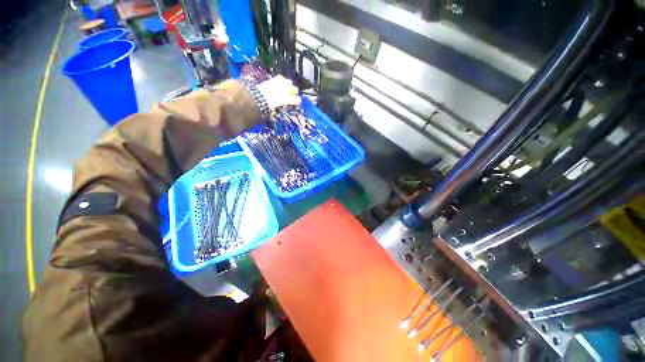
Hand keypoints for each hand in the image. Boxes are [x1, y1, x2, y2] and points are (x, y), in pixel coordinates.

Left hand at [256, 75, 300, 109]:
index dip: (297, 102)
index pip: (298, 100)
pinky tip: (279, 84)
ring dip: (289, 86)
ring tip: (285, 89)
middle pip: (295, 89)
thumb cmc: (269, 105)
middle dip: (293, 93)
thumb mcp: (277, 109)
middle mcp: (287, 90)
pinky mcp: (276, 78)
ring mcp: (282, 83)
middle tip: (290, 96)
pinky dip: (282, 81)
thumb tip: (283, 106)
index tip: (295, 104)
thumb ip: (282, 107)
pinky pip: (282, 78)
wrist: (259, 96)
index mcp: (288, 99)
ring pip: (290, 82)